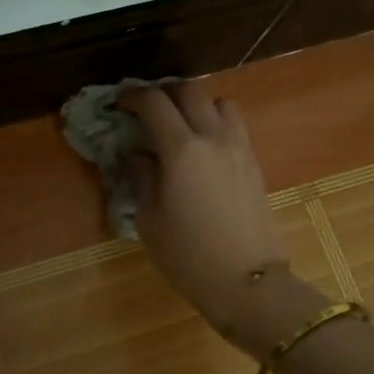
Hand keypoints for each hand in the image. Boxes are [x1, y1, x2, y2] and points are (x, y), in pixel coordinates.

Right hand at [123, 82, 288, 325]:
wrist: (248, 282)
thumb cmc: (188, 255)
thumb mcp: (149, 219)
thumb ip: (141, 177)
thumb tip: (138, 155)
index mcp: (181, 150)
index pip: (154, 103)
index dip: (132, 96)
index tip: (118, 104)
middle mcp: (213, 138)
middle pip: (191, 90)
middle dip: (165, 91)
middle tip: (147, 107)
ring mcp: (239, 148)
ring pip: (220, 102)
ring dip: (197, 103)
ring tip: (181, 124)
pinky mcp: (254, 164)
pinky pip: (234, 126)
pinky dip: (215, 123)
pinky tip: (203, 148)